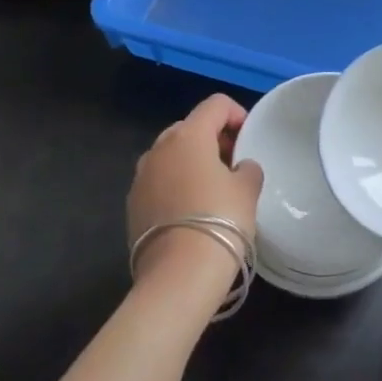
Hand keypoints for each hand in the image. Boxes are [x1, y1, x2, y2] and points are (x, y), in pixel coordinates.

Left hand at [128, 95, 263, 290]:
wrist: (179, 276)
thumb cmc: (221, 220)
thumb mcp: (248, 189)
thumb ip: (247, 168)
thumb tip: (240, 167)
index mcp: (188, 136)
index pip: (215, 105)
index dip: (237, 114)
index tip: (249, 138)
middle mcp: (159, 149)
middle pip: (189, 128)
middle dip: (212, 139)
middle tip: (233, 163)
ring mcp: (140, 177)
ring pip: (170, 156)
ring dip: (191, 162)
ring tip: (212, 189)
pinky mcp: (132, 205)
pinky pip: (158, 182)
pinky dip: (175, 186)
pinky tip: (191, 211)